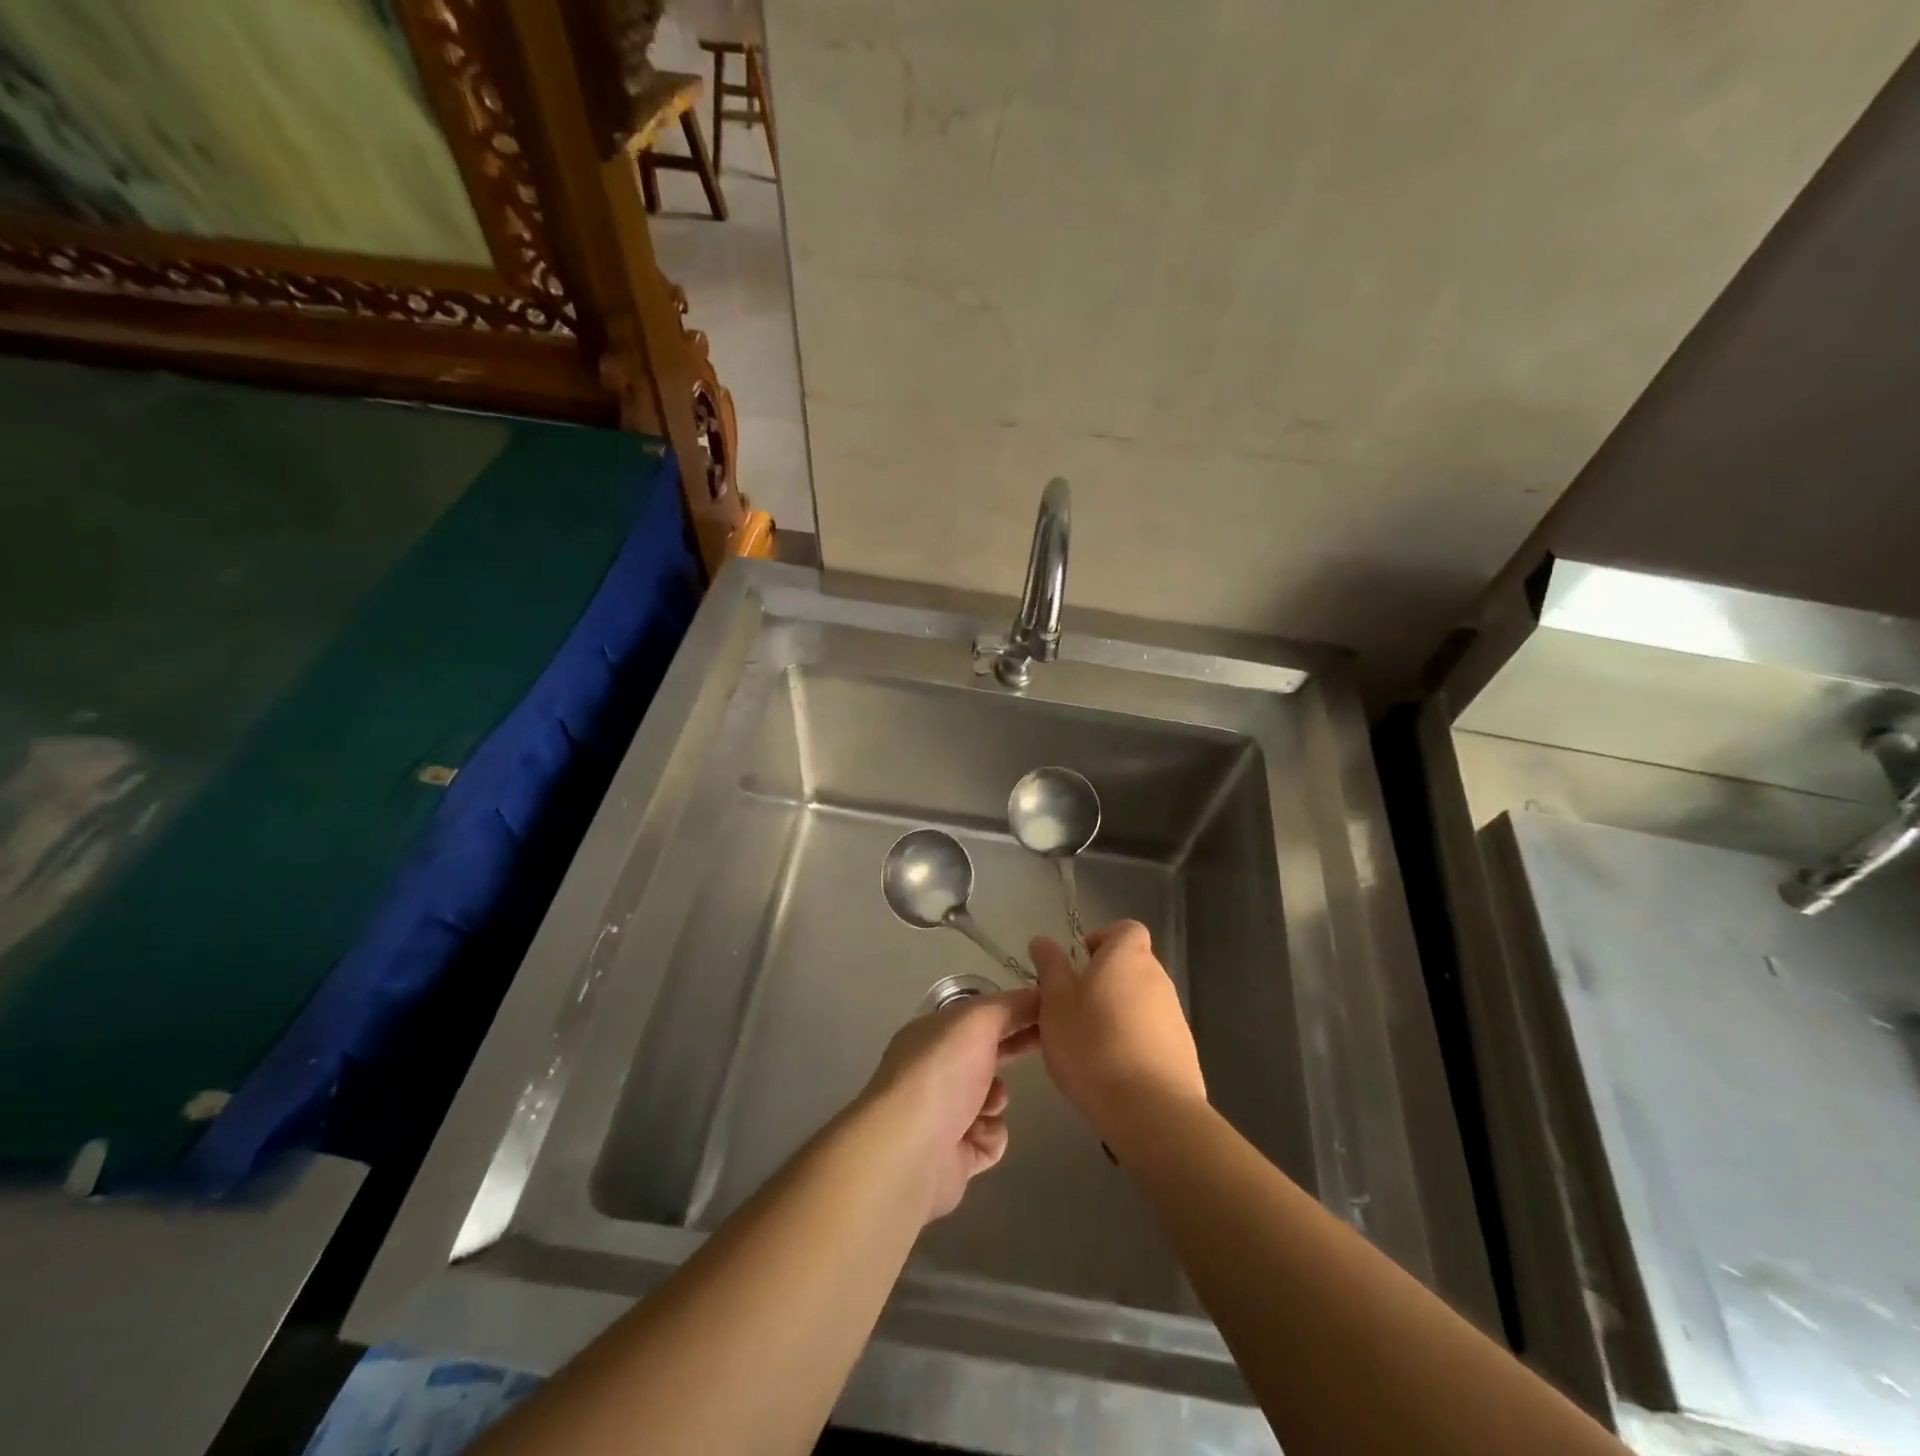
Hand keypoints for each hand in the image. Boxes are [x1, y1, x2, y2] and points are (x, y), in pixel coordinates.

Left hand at [861, 989, 1040, 1221]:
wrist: (911, 1151)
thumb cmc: (942, 1072)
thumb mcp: (978, 1021)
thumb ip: (1011, 1006)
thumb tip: (1040, 996)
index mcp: (933, 1033)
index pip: (978, 1015)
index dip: (1013, 1011)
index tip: (1048, 1013)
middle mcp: (934, 1069)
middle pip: (984, 1055)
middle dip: (1011, 1052)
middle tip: (1045, 1049)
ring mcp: (942, 1113)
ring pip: (991, 1098)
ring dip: (997, 1099)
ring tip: (988, 1104)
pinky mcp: (953, 1156)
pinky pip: (990, 1138)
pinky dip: (990, 1136)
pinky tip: (978, 1135)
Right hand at [1030, 920, 1205, 1144]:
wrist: (1150, 1109)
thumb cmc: (1093, 1043)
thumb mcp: (1055, 1002)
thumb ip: (1050, 968)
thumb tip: (1043, 941)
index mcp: (1127, 956)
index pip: (1125, 929)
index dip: (1102, 939)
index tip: (1079, 963)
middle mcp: (1158, 978)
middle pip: (1131, 966)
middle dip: (1104, 981)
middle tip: (1073, 1008)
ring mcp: (1175, 1016)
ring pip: (1140, 1002)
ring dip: (1117, 1014)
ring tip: (1088, 1045)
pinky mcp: (1183, 1052)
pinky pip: (1152, 1034)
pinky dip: (1133, 1042)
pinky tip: (1112, 1070)